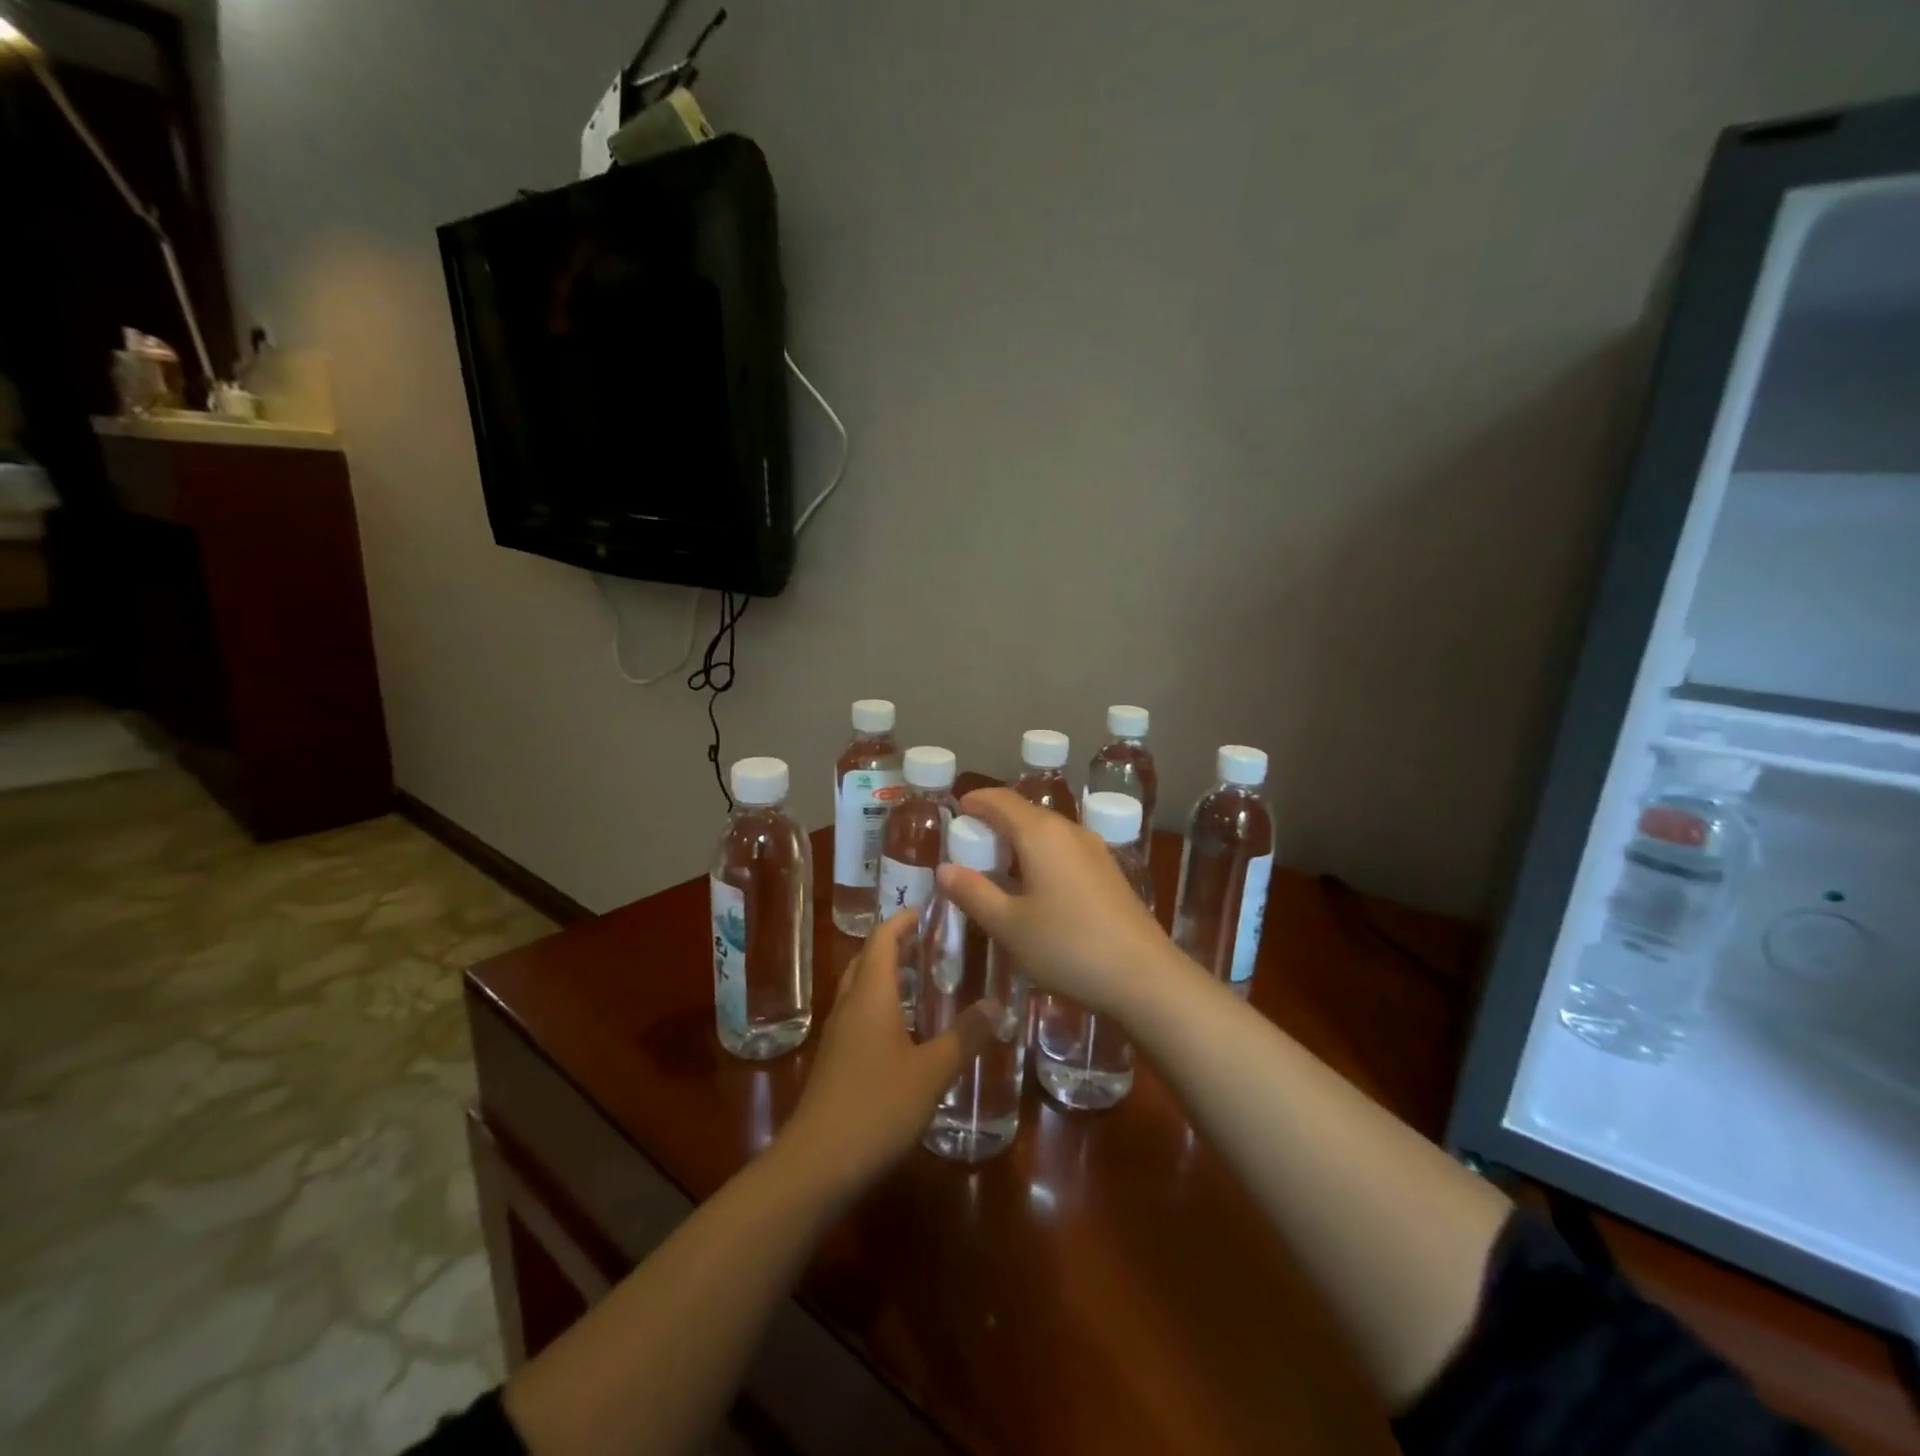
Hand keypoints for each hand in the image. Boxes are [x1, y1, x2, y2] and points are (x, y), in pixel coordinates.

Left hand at [777, 911, 998, 1199]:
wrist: (816, 1164)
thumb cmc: (876, 1107)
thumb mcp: (931, 1072)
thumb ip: (965, 1036)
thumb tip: (997, 1004)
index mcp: (870, 995)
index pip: (883, 939)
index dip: (903, 920)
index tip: (929, 908)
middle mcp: (849, 1005)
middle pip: (867, 959)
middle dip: (896, 944)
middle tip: (931, 941)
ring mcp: (838, 1034)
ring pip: (860, 988)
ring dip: (887, 974)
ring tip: (924, 978)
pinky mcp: (834, 1061)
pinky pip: (858, 1014)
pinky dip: (881, 1004)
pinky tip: (905, 1028)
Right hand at [936, 788, 1173, 1016]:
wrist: (1144, 976)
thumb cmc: (1068, 946)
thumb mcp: (1009, 926)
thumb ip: (974, 893)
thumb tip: (944, 868)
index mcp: (1041, 834)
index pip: (1001, 800)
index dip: (976, 801)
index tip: (956, 810)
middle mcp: (1070, 831)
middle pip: (1026, 813)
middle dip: (995, 823)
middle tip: (970, 846)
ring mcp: (1095, 850)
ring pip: (1048, 832)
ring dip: (1019, 841)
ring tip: (998, 868)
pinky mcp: (1109, 872)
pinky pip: (1065, 850)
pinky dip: (1041, 856)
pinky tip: (1036, 887)